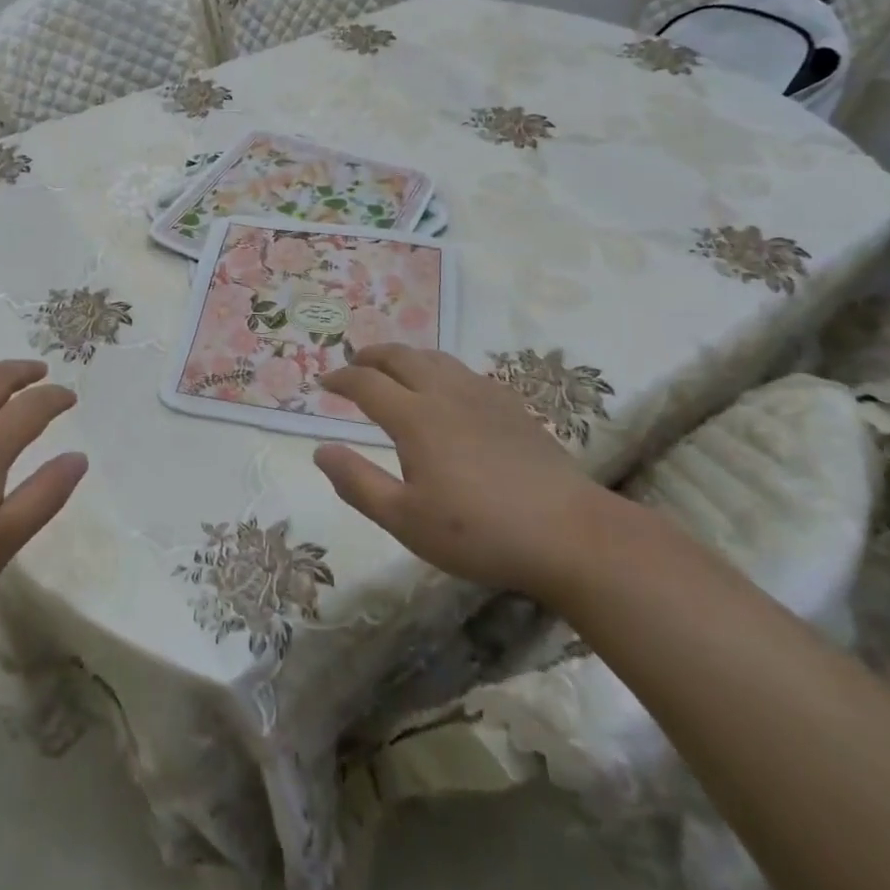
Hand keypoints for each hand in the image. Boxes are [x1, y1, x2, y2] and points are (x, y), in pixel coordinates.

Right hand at [315, 345, 621, 603]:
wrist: (569, 534)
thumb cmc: (479, 532)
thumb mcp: (406, 520)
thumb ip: (358, 483)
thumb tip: (321, 451)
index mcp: (415, 418)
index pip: (367, 384)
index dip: (341, 379)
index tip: (324, 382)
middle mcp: (445, 393)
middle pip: (400, 357)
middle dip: (371, 356)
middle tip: (354, 364)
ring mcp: (482, 395)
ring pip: (435, 358)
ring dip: (405, 356)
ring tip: (394, 368)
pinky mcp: (512, 406)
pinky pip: (465, 371)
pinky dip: (440, 369)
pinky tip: (447, 389)